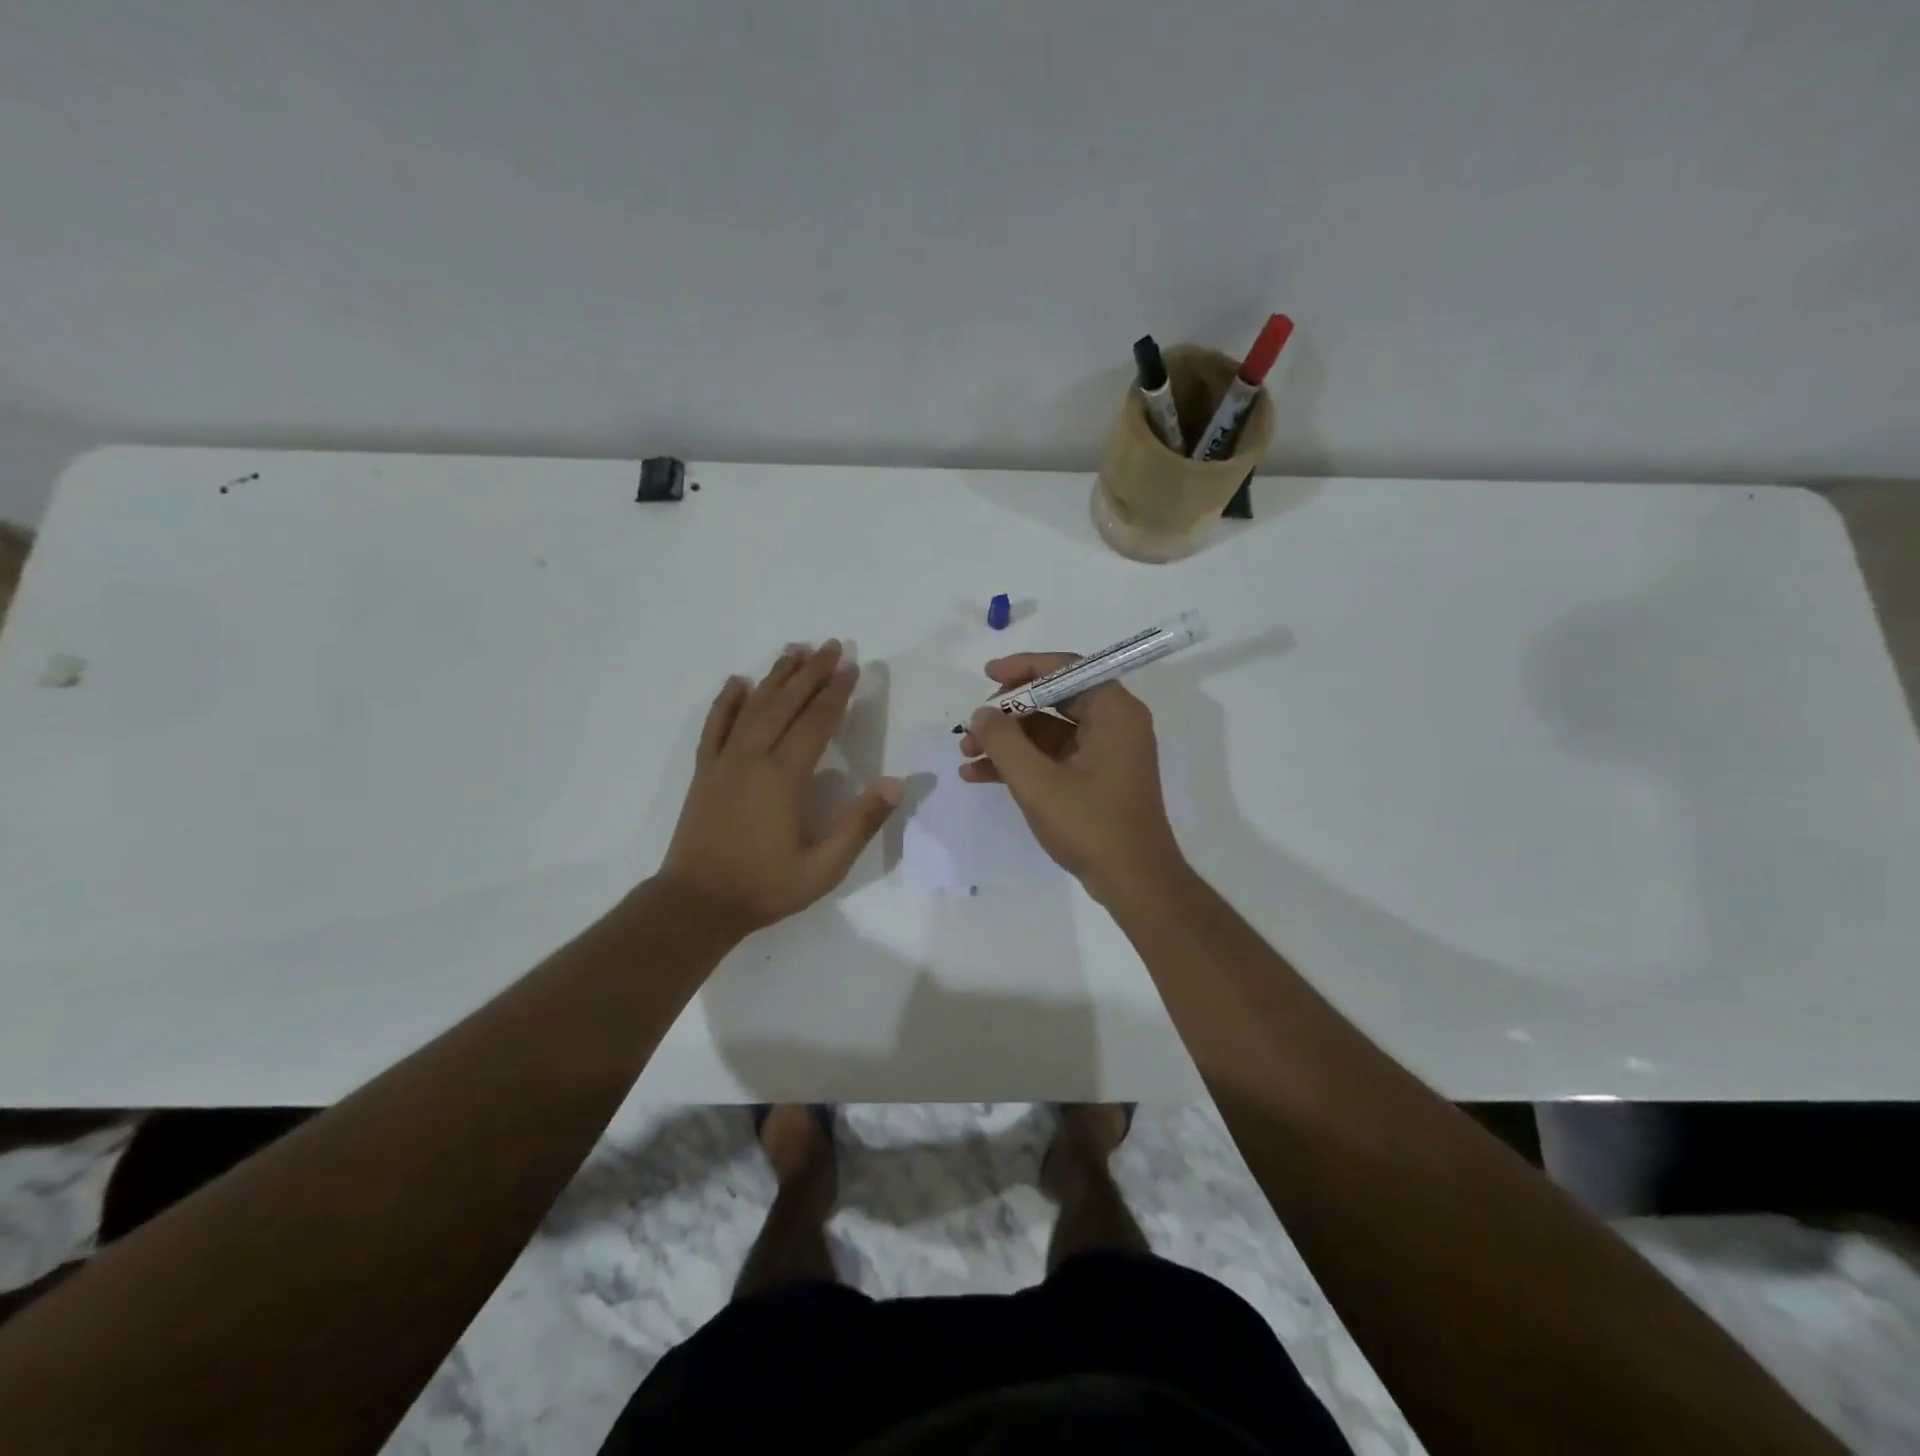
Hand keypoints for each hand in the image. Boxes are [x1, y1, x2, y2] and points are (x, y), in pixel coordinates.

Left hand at [661, 641, 901, 932]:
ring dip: (775, 677)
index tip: (851, 666)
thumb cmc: (764, 887)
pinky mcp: (704, 772)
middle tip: (830, 645)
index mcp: (784, 777)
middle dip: (810, 672)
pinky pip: (715, 726)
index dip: (835, 693)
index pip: (815, 722)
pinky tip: (737, 682)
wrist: (696, 904)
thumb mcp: (824, 867)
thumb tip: (896, 783)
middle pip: (785, 704)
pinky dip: (726, 701)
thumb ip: (860, 824)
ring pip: (751, 707)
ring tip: (794, 650)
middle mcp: (752, 758)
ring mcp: (724, 762)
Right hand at [959, 652, 1184, 903]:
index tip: (987, 675)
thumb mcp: (1038, 782)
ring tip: (965, 754)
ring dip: (1007, 741)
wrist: (1133, 883)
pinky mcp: (1095, 778)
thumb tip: (982, 713)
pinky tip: (979, 775)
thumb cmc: (1091, 825)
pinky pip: (1052, 757)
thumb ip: (1004, 742)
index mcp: (1114, 712)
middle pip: (1053, 699)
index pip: (1066, 669)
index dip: (1023, 668)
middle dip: (1007, 713)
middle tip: (972, 726)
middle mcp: (1113, 724)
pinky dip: (1020, 763)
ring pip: (1047, 731)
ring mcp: (1104, 752)